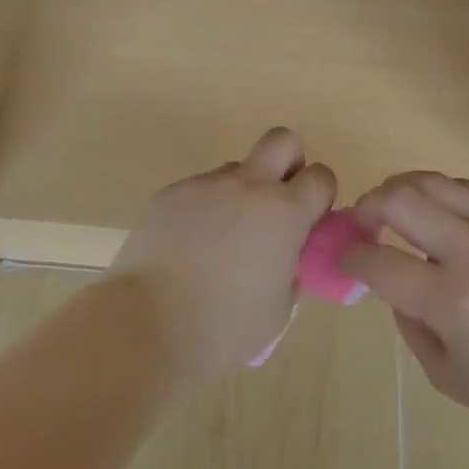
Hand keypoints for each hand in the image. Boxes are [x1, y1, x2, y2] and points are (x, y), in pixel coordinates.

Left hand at [107, 128, 336, 379]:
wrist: (146, 325)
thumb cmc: (224, 327)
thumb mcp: (279, 310)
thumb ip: (291, 273)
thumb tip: (286, 260)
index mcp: (285, 213)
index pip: (321, 177)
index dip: (320, 196)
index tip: (308, 222)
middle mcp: (248, 186)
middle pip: (282, 140)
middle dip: (288, 163)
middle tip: (276, 204)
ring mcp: (205, 185)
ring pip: (235, 169)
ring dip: (240, 192)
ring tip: (222, 239)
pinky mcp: (169, 194)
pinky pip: (199, 190)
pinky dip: (203, 209)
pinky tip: (188, 247)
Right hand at [344, 172, 468, 437]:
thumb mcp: (448, 376)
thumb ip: (409, 324)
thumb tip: (390, 282)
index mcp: (450, 301)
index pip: (377, 260)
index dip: (350, 256)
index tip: (346, 258)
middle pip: (398, 200)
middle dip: (368, 206)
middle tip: (364, 223)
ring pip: (431, 181)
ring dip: (400, 190)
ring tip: (394, 208)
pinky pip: (468, 186)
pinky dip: (441, 192)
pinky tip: (438, 210)